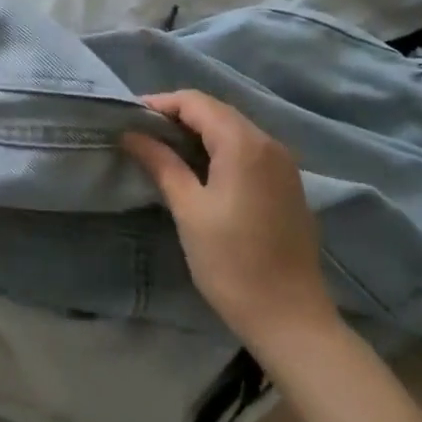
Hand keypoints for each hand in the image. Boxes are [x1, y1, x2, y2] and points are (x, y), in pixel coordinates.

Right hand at [122, 89, 339, 355]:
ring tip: (163, 147)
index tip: (129, 118)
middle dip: (177, 114)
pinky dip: (219, 146)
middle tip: (142, 132)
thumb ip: (161, 163)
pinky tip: (199, 167)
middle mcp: (268, 143)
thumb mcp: (189, 210)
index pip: (195, 102)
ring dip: (198, 130)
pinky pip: (248, 148)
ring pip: (233, 128)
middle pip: (216, 110)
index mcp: (243, 144)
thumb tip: (131, 134)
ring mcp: (283, 163)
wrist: (292, 320)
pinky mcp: (287, 184)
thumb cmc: (232, 263)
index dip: (160, 103)